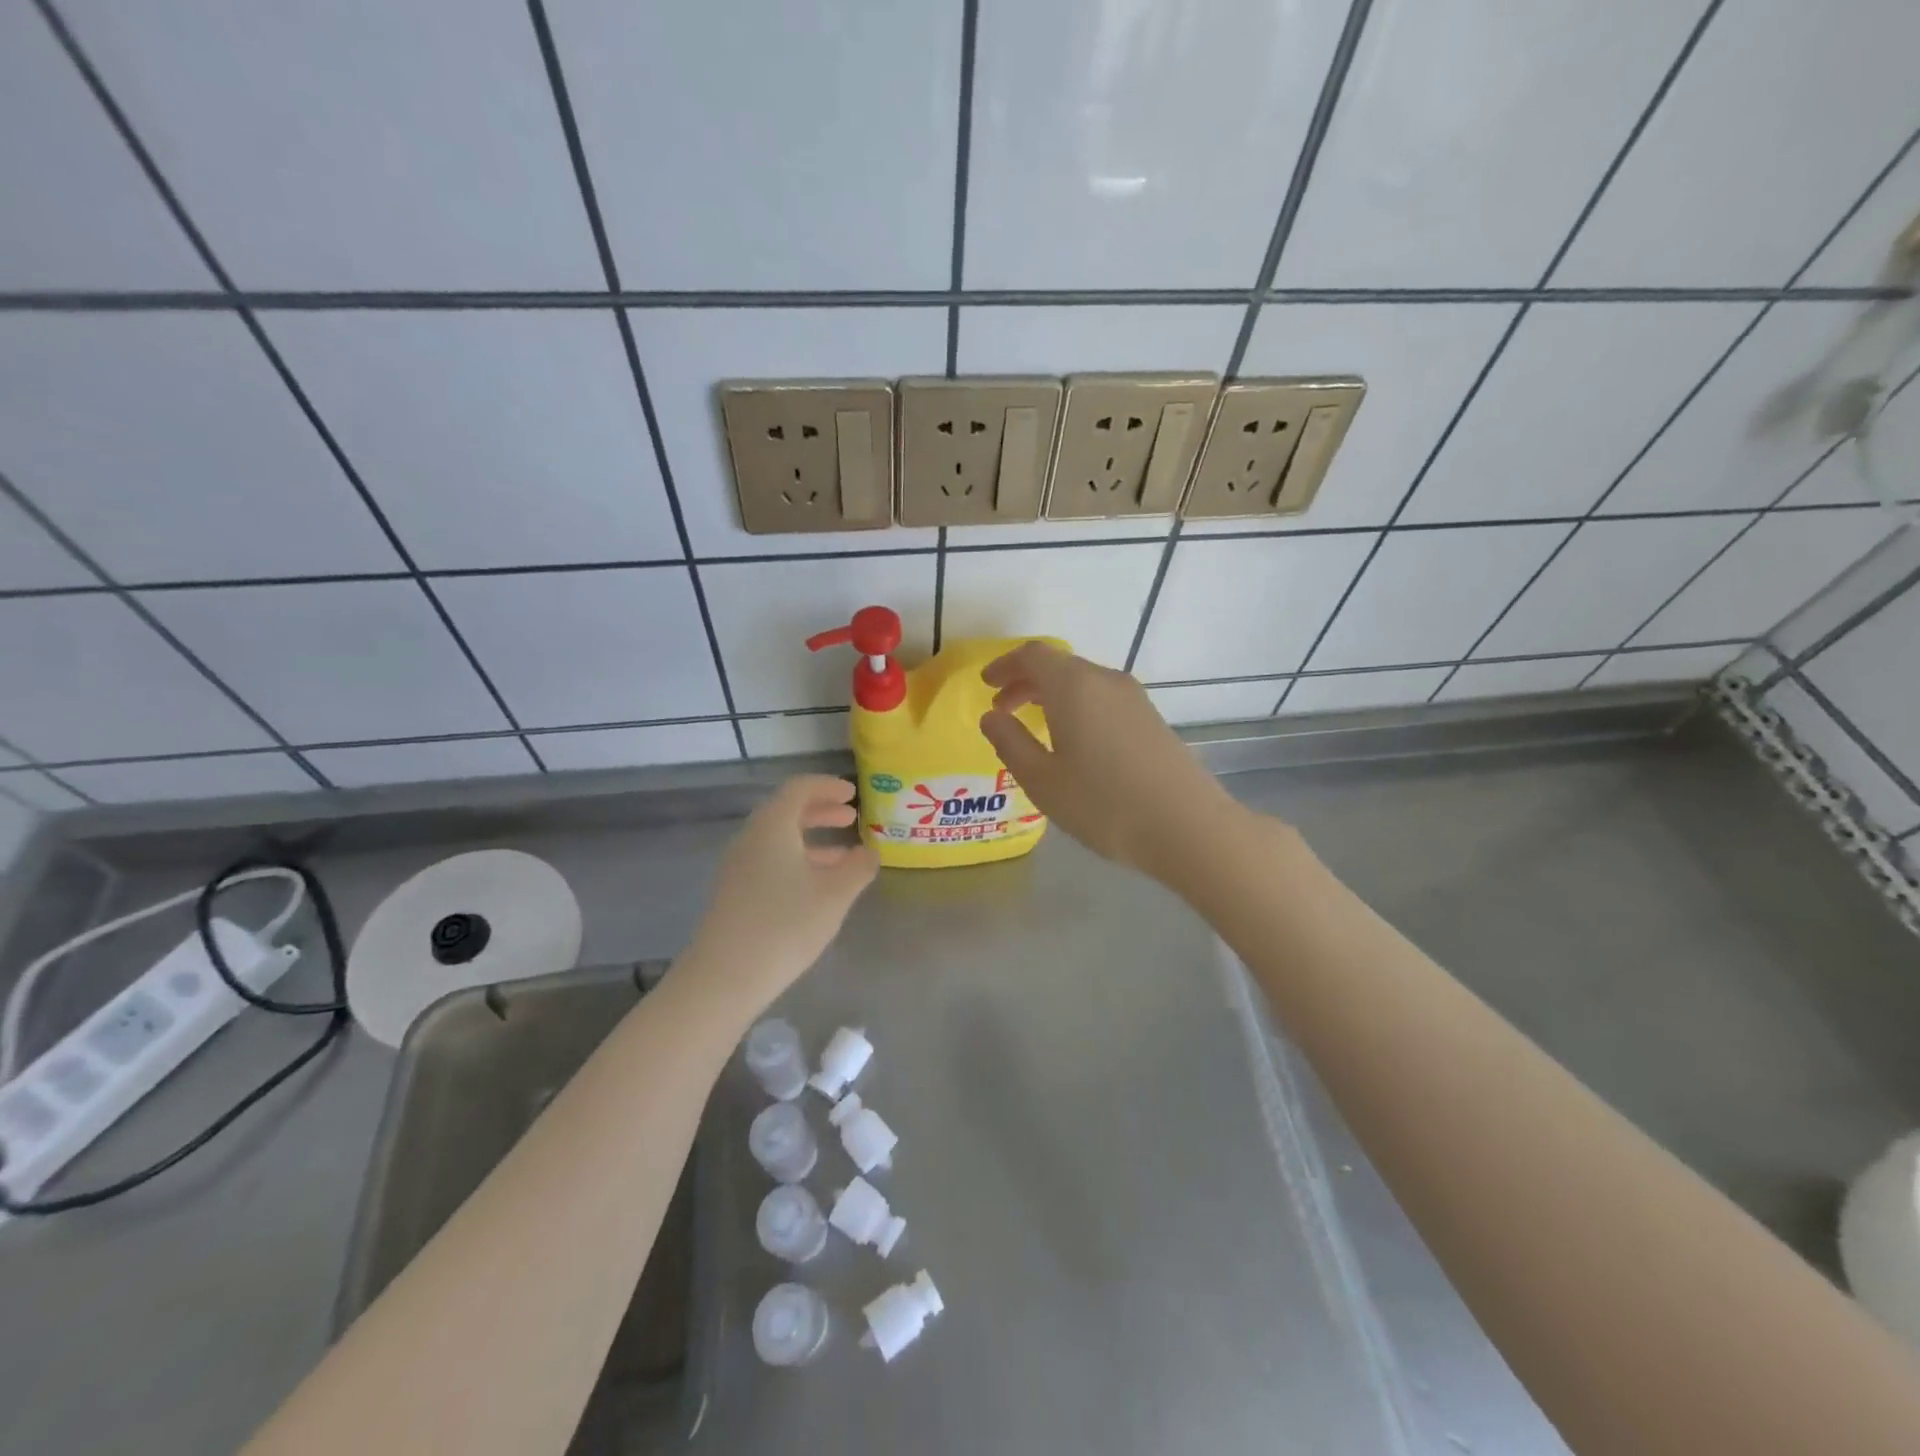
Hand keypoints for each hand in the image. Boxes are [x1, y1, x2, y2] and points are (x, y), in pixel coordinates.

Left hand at [685, 775, 878, 1009]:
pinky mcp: (735, 893)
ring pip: (778, 839)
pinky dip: (798, 860)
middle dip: (821, 811)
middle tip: (851, 818)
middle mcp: (751, 838)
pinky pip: (770, 861)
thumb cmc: (785, 925)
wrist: (725, 977)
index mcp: (773, 826)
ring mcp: (739, 867)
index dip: (828, 786)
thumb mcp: (835, 895)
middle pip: (786, 811)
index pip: (799, 788)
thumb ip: (858, 867)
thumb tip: (870, 852)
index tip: (852, 793)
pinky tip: (818, 886)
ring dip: (812, 839)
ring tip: (845, 856)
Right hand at [980, 642, 1239, 883]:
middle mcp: (1105, 680)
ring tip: (1033, 726)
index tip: (986, 684)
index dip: (1005, 665)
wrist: (1187, 827)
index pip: (1033, 656)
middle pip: (1059, 666)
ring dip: (1052, 696)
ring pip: (1083, 683)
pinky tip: (1073, 742)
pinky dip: (1077, 708)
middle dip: (1026, 682)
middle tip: (1002, 709)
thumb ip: (1011, 743)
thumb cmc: (1104, 804)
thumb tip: (991, 717)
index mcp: (1074, 685)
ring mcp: (1134, 699)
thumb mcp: (1043, 780)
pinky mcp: (1151, 719)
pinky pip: (1102, 699)